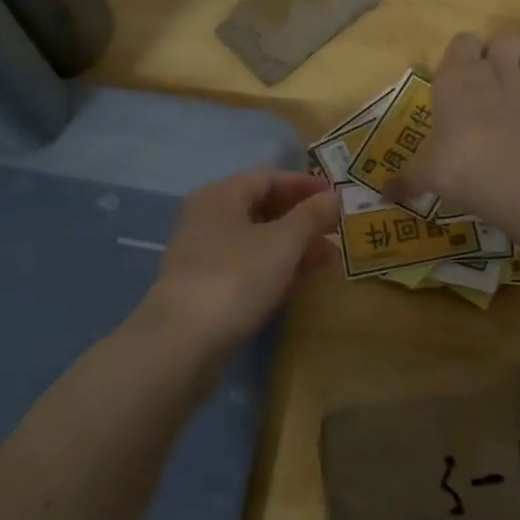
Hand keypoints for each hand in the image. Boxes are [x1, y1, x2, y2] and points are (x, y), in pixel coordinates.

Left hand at [141, 170, 337, 351]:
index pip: (267, 178)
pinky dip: (274, 268)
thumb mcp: (282, 242)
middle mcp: (206, 218)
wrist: (183, 341)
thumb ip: (310, 216)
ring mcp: (203, 254)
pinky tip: (300, 281)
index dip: (304, 185)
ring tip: (329, 258)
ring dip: (292, 245)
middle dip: (301, 218)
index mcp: (220, 196)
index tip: (336, 196)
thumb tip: (334, 197)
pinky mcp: (205, 287)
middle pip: (260, 208)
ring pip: (255, 240)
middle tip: (336, 229)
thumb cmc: (236, 277)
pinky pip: (247, 266)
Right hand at [394, 32, 519, 211]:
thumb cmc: (461, 166)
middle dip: (499, 52)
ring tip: (517, 89)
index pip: (462, 41)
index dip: (463, 54)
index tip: (459, 77)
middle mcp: (493, 70)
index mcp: (456, 77)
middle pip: (503, 37)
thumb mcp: (426, 175)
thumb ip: (407, 179)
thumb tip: (384, 195)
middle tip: (490, 81)